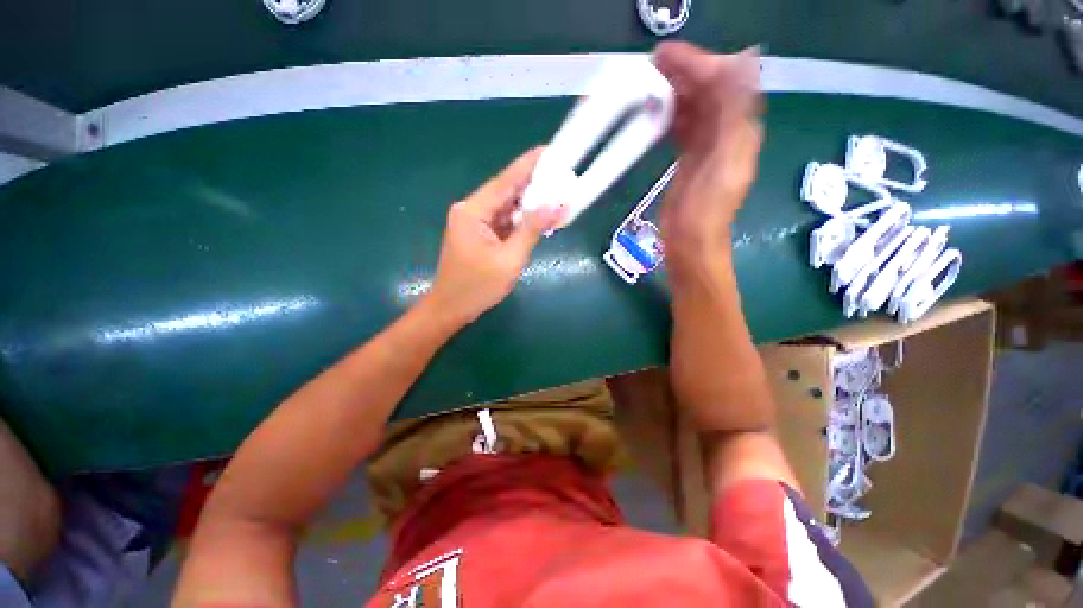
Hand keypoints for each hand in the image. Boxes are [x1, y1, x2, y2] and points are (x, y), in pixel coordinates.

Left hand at [426, 148, 563, 324]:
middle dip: (534, 186)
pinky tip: (539, 219)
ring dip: (529, 205)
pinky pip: (503, 220)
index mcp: (473, 211)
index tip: (550, 151)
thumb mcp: (510, 260)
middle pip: (506, 191)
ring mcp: (474, 222)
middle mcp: (471, 210)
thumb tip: (556, 204)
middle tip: (562, 178)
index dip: (528, 165)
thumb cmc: (478, 287)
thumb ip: (532, 229)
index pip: (505, 181)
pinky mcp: (479, 233)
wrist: (452, 308)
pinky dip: (521, 220)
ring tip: (557, 198)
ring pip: (506, 206)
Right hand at [654, 42, 762, 281]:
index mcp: (740, 131)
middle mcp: (727, 134)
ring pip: (694, 108)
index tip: (665, 57)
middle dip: (684, 73)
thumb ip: (735, 113)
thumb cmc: (705, 211)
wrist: (690, 245)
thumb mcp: (724, 161)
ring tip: (648, 82)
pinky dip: (669, 116)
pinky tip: (655, 112)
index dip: (698, 63)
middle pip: (710, 91)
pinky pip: (682, 129)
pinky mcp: (688, 162)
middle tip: (651, 65)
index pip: (725, 82)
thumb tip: (742, 61)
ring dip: (674, 92)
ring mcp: (707, 149)